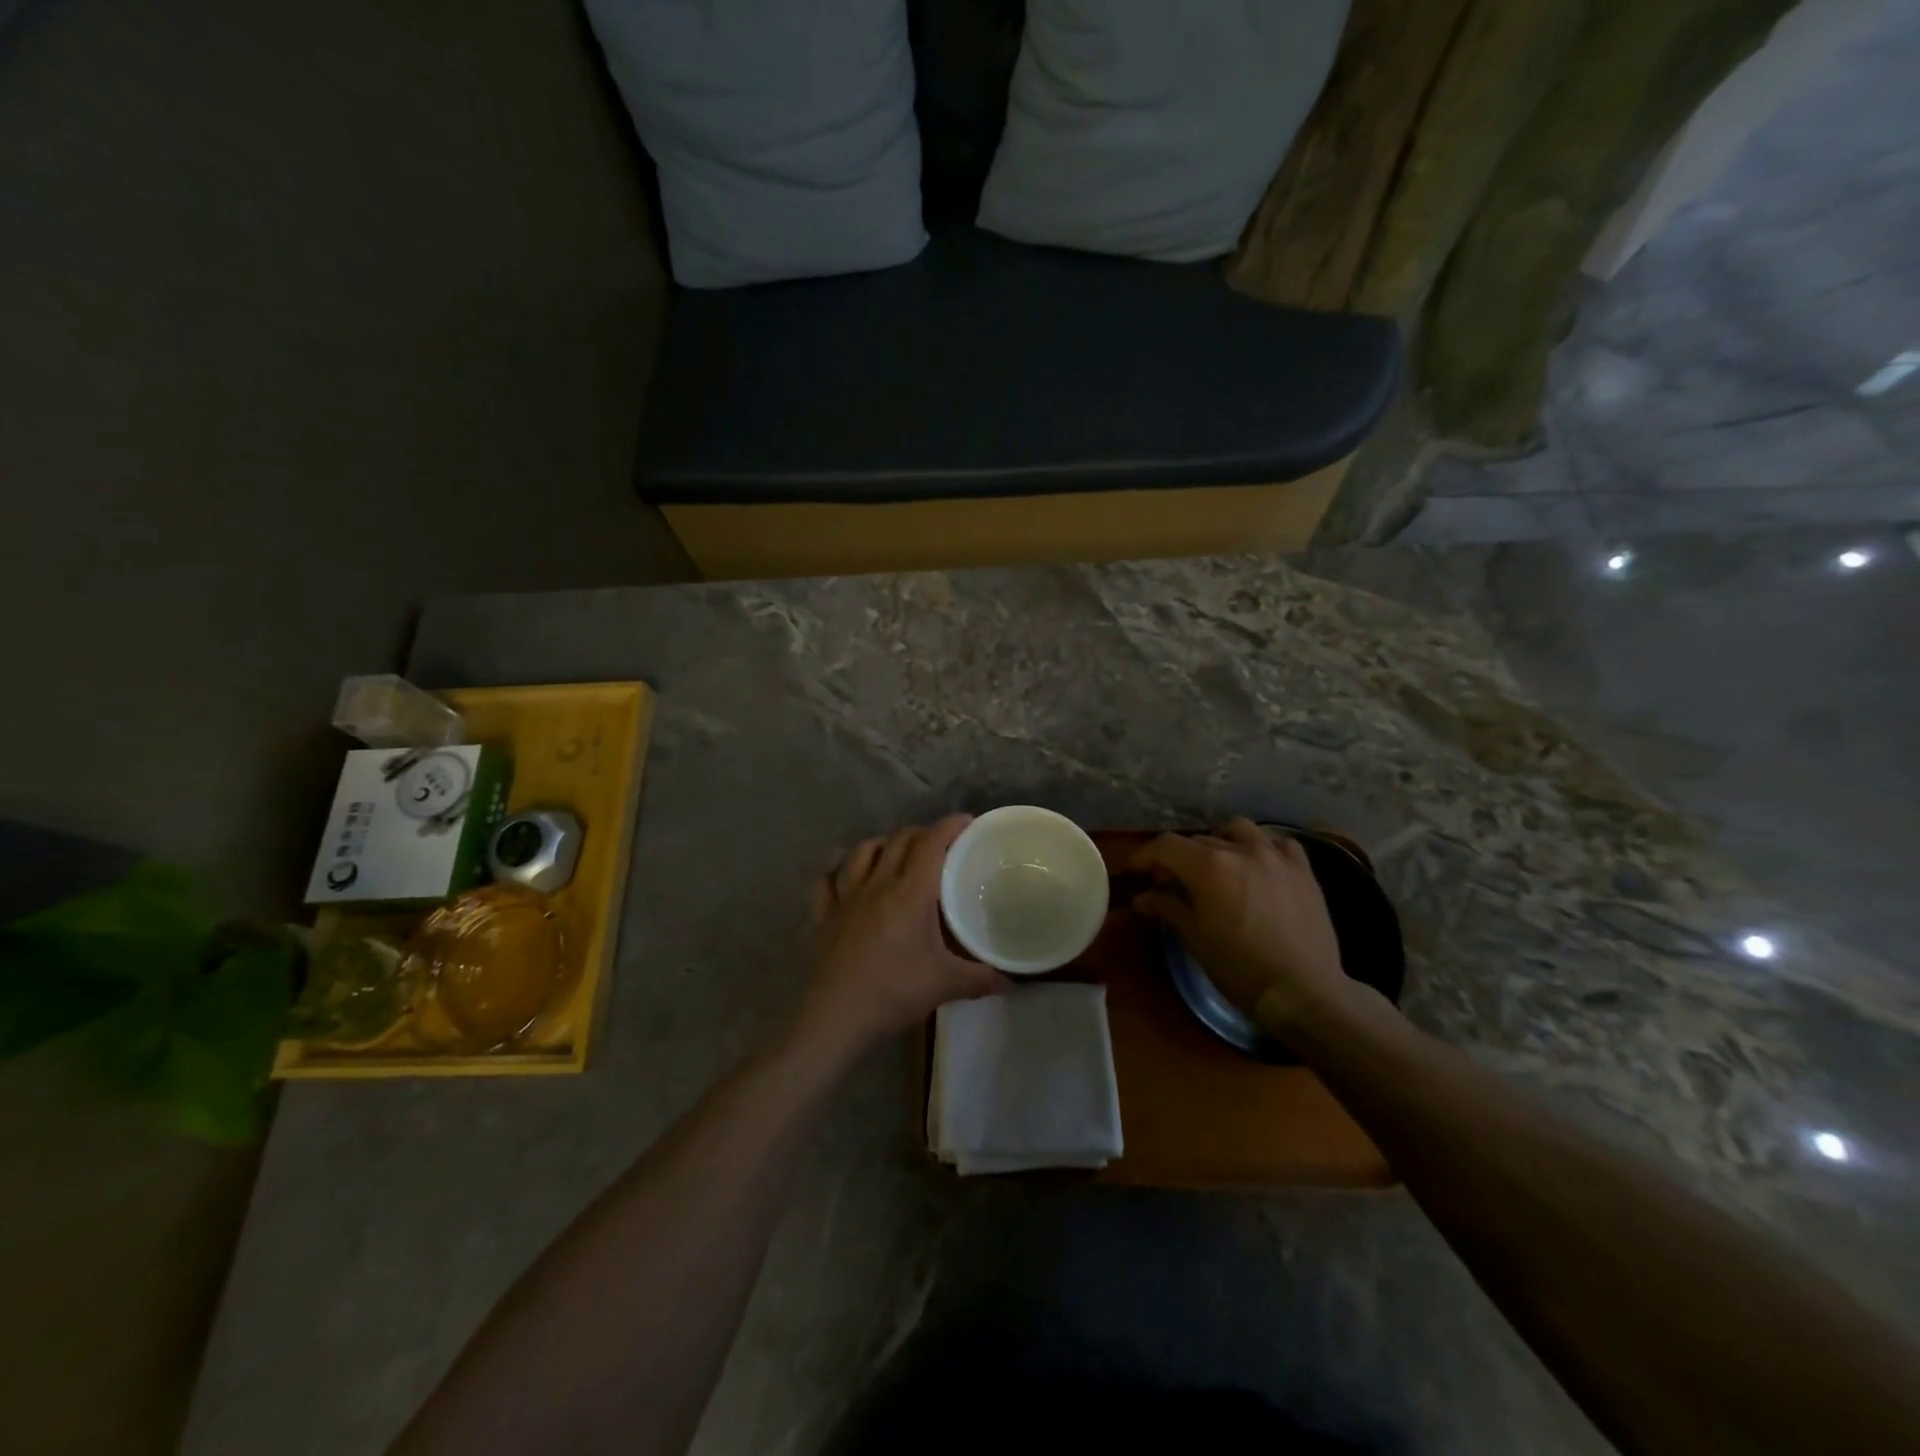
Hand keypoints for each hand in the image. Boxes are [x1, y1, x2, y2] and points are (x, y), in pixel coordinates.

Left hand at [799, 815, 1008, 1055]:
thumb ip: (981, 978)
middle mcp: (877, 883)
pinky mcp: (823, 915)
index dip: (950, 826)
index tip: (967, 822)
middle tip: (939, 846)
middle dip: (922, 834)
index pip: (932, 843)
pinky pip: (827, 880)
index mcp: (910, 892)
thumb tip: (1010, 979)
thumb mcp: (945, 985)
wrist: (836, 1017)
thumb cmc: (893, 992)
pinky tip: (845, 874)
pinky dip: (838, 870)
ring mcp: (845, 897)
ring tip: (895, 853)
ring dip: (883, 844)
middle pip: (900, 840)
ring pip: (862, 851)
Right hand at [1129, 819, 1349, 1028]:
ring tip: (1218, 865)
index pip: (1166, 846)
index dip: (1145, 855)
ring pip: (1238, 830)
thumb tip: (1142, 898)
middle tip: (1171, 882)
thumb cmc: (1239, 968)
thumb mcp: (1195, 938)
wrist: (1302, 991)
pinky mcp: (1303, 870)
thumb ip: (1167, 908)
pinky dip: (1263, 848)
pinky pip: (1279, 843)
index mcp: (1208, 866)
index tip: (1136, 872)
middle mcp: (1240, 850)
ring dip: (1221, 842)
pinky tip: (1260, 867)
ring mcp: (1275, 856)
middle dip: (1179, 857)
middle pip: (1198, 840)